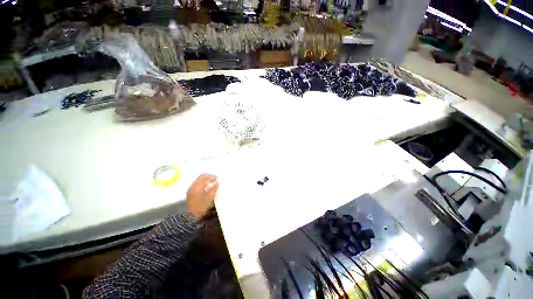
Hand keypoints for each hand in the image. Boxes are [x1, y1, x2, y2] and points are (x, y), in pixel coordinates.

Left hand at [187, 174, 218, 218]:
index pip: (205, 176)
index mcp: (197, 186)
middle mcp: (193, 185)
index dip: (212, 176)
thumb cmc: (201, 207)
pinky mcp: (190, 191)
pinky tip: (207, 187)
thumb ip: (214, 188)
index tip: (218, 178)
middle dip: (209, 176)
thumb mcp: (210, 198)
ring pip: (199, 179)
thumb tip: (218, 182)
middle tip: (216, 179)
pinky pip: (198, 183)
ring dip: (206, 179)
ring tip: (213, 183)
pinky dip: (203, 183)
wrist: (191, 216)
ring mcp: (191, 188)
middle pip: (201, 176)